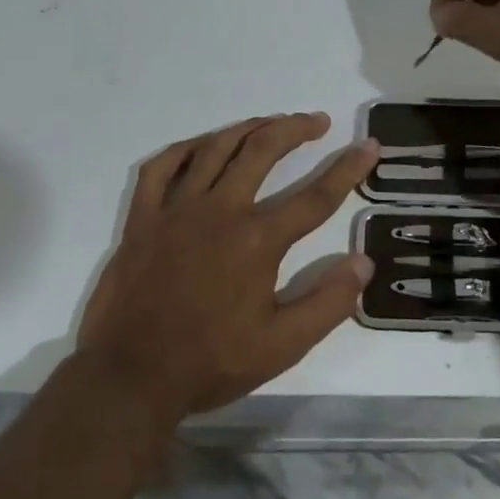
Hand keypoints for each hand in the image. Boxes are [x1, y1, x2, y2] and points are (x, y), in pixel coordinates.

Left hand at [76, 113, 377, 422]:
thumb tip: (363, 262)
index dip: (348, 168)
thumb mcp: (282, 345)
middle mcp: (220, 211)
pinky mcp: (143, 218)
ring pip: (216, 148)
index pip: (316, 196)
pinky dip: (186, 148)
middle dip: (295, 129)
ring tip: (270, 122)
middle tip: (317, 121)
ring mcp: (176, 209)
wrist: (131, 377)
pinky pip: (162, 167)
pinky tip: (202, 145)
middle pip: (263, 151)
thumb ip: (328, 303)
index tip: (369, 145)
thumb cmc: (211, 362)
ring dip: (248, 128)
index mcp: (257, 240)